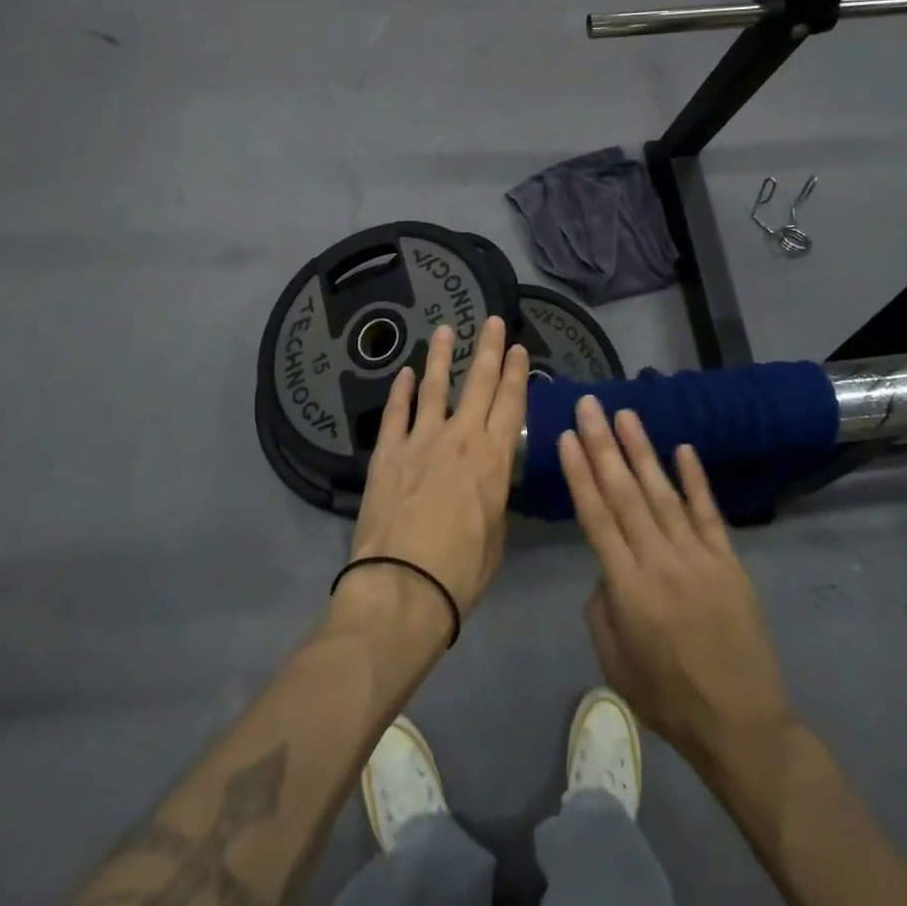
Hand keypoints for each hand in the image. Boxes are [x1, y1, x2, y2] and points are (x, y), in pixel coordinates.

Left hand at [349, 316, 528, 619]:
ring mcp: (421, 439)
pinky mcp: (388, 451)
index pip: (510, 403)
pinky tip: (403, 373)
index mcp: (493, 458)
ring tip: (445, 329)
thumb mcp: (495, 536)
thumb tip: (489, 483)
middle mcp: (461, 437)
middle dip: (488, 349)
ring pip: (434, 387)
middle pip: (478, 383)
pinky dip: (400, 391)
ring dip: (441, 356)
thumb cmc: (461, 570)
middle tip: (492, 321)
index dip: (516, 373)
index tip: (518, 348)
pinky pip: (396, 412)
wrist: (403, 584)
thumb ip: (493, 499)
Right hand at [560, 397, 793, 777]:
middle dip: (603, 445)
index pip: (597, 517)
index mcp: (628, 589)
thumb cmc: (669, 700)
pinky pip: (709, 513)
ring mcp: (698, 558)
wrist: (743, 726)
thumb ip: (601, 609)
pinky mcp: (729, 562)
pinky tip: (682, 448)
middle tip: (589, 406)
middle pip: (625, 494)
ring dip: (642, 451)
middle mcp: (660, 563)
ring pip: (663, 493)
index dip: (580, 474)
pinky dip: (695, 479)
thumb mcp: (614, 664)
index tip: (567, 436)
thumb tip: (605, 568)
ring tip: (625, 414)